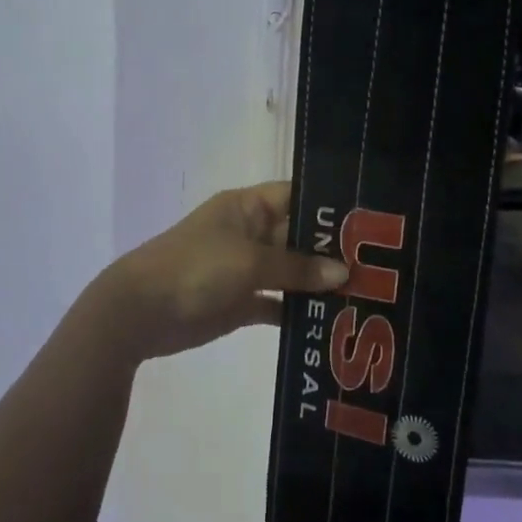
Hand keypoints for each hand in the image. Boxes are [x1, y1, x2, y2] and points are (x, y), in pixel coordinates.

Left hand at [96, 182, 347, 361]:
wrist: (140, 311)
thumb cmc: (195, 268)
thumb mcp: (249, 261)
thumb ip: (296, 267)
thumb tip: (343, 272)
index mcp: (248, 207)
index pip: (297, 197)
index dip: (330, 207)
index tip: (372, 223)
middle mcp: (250, 233)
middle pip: (298, 237)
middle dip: (333, 252)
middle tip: (381, 268)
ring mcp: (245, 268)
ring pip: (291, 272)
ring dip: (319, 284)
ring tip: (367, 297)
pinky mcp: (240, 302)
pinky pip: (276, 302)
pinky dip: (298, 311)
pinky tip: (331, 324)